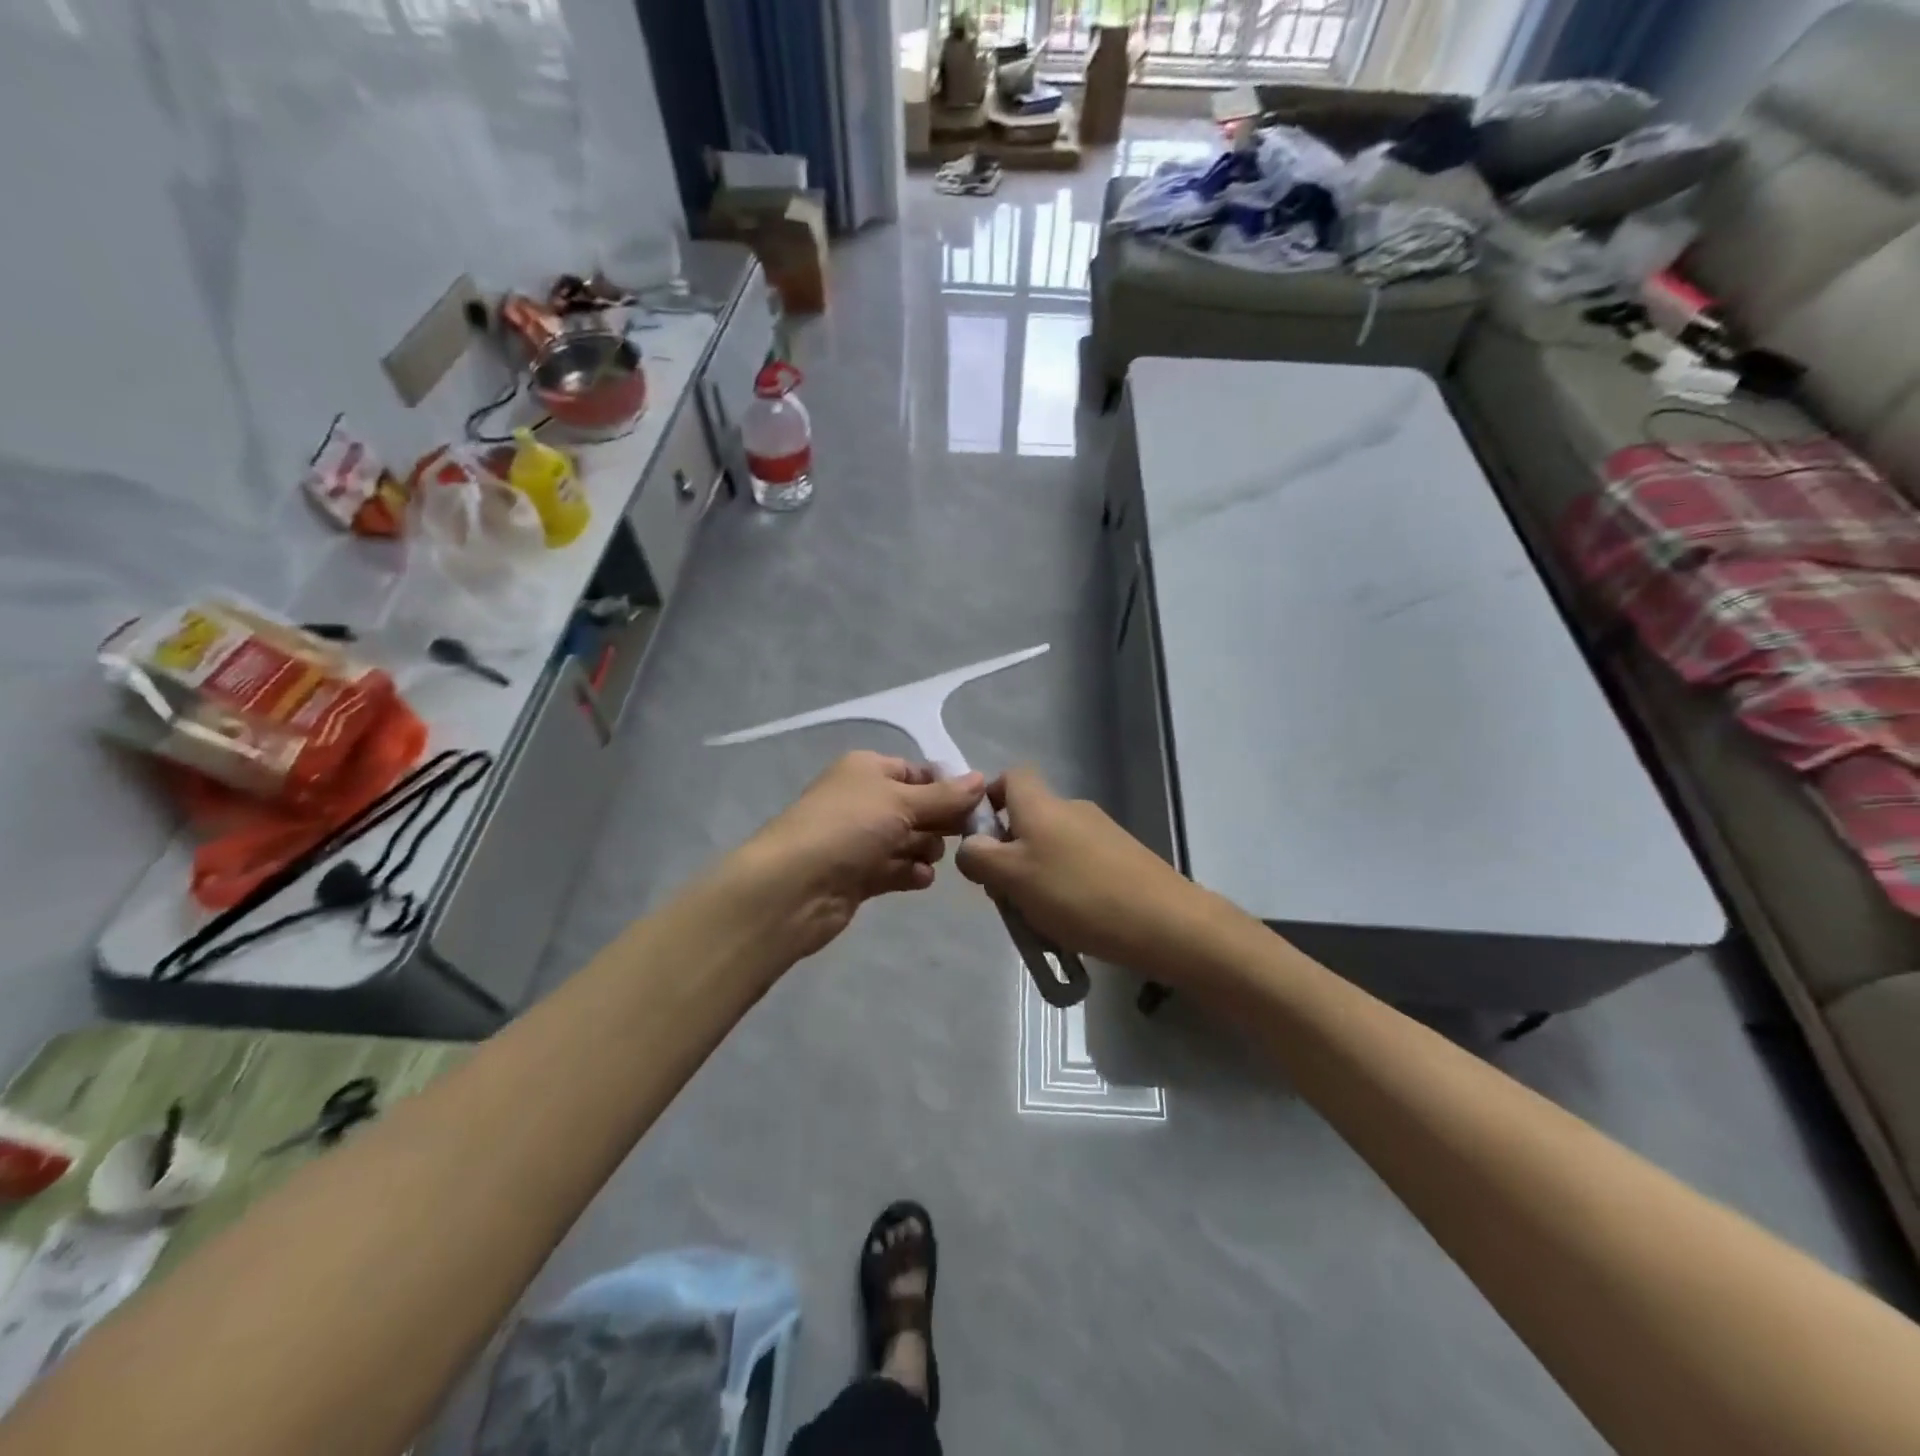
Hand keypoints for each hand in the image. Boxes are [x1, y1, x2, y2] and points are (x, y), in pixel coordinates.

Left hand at [736, 751, 986, 957]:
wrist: (793, 886)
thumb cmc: (848, 827)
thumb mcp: (901, 801)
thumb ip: (945, 795)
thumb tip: (981, 778)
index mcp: (867, 770)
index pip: (917, 772)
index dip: (946, 786)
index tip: (975, 805)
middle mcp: (863, 800)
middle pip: (915, 807)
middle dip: (939, 820)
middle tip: (964, 835)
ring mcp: (859, 840)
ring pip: (907, 840)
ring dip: (925, 848)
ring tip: (930, 858)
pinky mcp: (857, 876)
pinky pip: (894, 869)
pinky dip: (910, 872)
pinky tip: (920, 878)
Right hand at [955, 767, 1205, 971]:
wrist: (1164, 922)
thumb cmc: (1076, 894)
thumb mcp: (1011, 878)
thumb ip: (979, 857)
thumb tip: (970, 845)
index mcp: (1042, 804)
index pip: (1010, 776)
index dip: (989, 799)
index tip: (980, 838)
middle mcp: (1072, 808)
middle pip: (1028, 817)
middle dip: (1009, 852)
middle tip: (1005, 893)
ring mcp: (1102, 832)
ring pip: (1052, 845)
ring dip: (1037, 874)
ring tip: (1038, 918)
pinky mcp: (1124, 857)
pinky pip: (1079, 864)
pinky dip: (1066, 886)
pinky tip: (1072, 922)